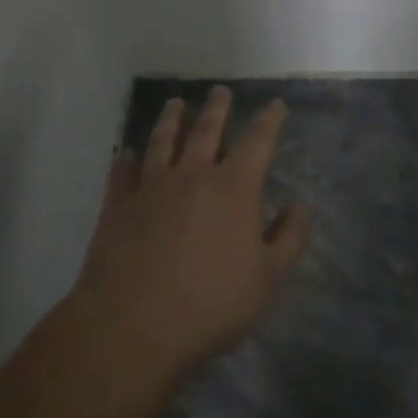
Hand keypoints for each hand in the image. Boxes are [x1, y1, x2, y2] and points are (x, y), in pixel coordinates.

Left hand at [73, 86, 309, 380]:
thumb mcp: (268, 279)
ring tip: (175, 104)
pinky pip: (122, 173)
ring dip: (170, 120)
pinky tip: (127, 153)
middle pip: (206, 131)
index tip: (275, 104)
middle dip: (216, 108)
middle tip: (219, 90)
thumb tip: (300, 206)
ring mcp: (150, 188)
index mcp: (233, 188)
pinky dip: (126, 159)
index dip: (269, 120)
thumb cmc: (211, 304)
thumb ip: (290, 238)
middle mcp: (191, 176)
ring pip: (162, 142)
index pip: (256, 142)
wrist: (133, 327)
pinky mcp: (117, 207)